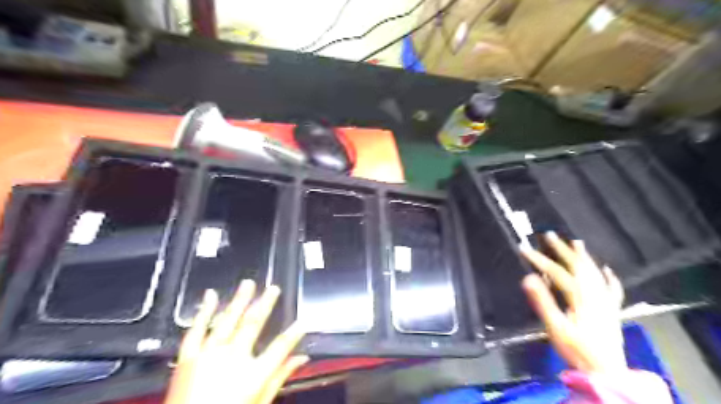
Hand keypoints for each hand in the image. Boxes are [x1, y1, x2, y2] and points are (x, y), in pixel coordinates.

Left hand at [164, 281, 308, 403]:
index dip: (294, 333)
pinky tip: (211, 296)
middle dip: (266, 303)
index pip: (281, 346)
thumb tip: (302, 359)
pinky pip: (196, 329)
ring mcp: (208, 354)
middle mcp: (232, 358)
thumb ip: (280, 379)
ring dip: (239, 300)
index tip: (303, 322)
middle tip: (274, 289)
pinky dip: (204, 311)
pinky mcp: (187, 357)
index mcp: (253, 374)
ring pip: (228, 319)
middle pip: (254, 323)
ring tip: (248, 284)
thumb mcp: (260, 403)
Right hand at [521, 234, 628, 375]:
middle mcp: (594, 294)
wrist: (607, 372)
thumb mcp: (555, 327)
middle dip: (562, 249)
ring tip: (576, 242)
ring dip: (584, 257)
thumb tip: (528, 278)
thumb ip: (542, 302)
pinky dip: (609, 277)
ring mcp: (605, 301)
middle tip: (550, 235)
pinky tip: (607, 270)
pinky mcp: (611, 310)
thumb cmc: (577, 349)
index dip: (540, 260)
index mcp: (579, 297)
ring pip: (594, 273)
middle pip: (578, 266)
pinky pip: (612, 289)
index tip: (524, 249)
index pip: (557, 272)